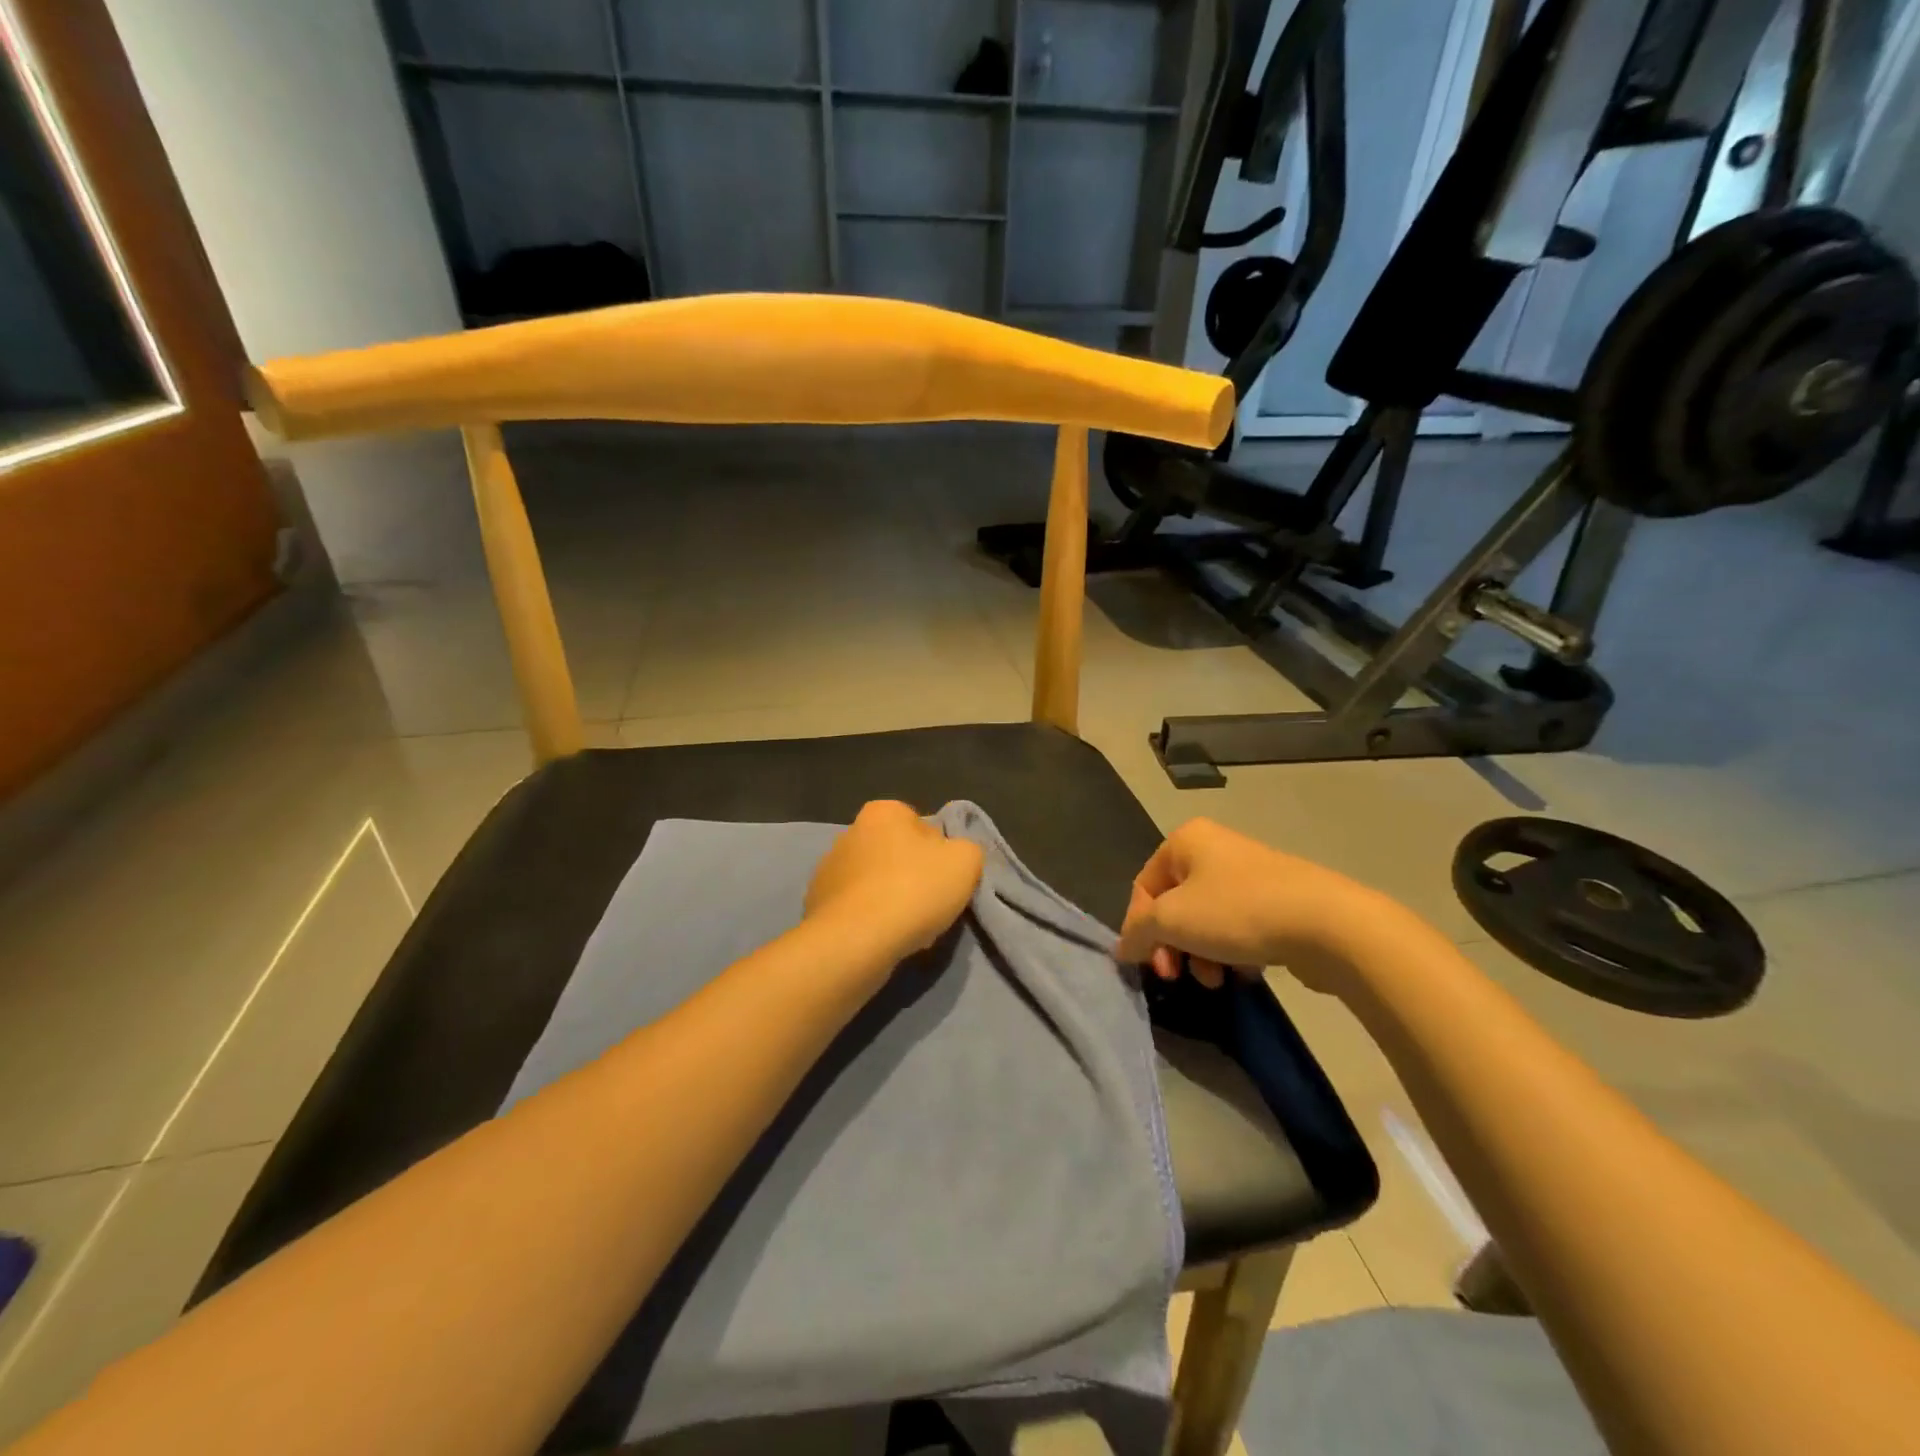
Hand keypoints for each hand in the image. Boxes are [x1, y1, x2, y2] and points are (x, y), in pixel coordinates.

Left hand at [805, 801, 984, 963]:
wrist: (856, 941)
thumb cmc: (913, 889)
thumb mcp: (966, 861)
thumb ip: (967, 849)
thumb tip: (952, 856)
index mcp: (883, 812)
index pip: (921, 825)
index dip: (939, 853)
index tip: (946, 879)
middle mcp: (850, 831)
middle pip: (896, 853)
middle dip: (913, 876)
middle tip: (931, 905)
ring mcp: (828, 868)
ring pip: (875, 882)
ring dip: (891, 899)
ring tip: (908, 929)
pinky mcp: (816, 904)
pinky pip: (856, 908)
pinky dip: (869, 920)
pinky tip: (882, 939)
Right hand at [1115, 819, 1378, 992]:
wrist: (1327, 924)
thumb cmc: (1237, 911)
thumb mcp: (1172, 920)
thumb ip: (1138, 932)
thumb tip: (1122, 947)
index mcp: (1186, 840)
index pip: (1144, 886)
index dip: (1139, 927)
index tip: (1149, 964)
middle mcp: (1215, 848)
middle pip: (1174, 904)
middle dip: (1173, 945)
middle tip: (1178, 975)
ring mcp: (1249, 873)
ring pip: (1206, 919)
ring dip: (1201, 954)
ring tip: (1216, 980)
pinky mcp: (1278, 900)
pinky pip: (1238, 926)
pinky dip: (1232, 951)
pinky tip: (1244, 973)